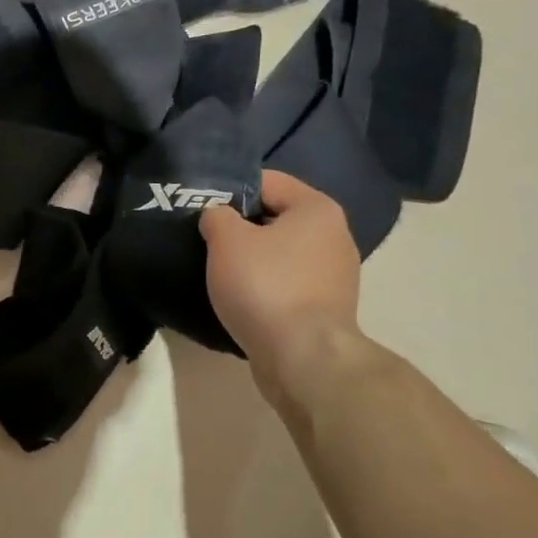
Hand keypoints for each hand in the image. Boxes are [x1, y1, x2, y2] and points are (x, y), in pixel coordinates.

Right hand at [201, 170, 361, 402]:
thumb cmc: (265, 285)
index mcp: (316, 208)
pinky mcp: (326, 306)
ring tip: (219, 270)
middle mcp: (334, 235)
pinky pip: (287, 282)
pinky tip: (241, 297)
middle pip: (275, 217)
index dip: (231, 189)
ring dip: (252, 258)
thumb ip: (216, 216)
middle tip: (205, 238)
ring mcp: (335, 274)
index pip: (267, 181)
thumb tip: (218, 216)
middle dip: (240, 225)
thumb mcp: (226, 240)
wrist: (303, 356)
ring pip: (281, 252)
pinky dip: (264, 285)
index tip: (202, 207)